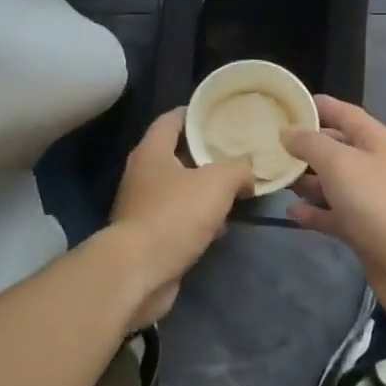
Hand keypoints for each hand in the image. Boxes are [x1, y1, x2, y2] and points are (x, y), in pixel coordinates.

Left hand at [105, 108, 252, 326]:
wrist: (138, 272)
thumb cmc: (175, 215)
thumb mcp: (217, 182)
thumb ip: (238, 170)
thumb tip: (247, 175)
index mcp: (152, 151)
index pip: (172, 119)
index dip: (195, 112)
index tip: (220, 113)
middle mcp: (142, 174)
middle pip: (176, 154)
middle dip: (205, 154)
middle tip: (236, 152)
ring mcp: (142, 206)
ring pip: (179, 189)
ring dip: (204, 190)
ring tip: (235, 190)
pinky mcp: (148, 236)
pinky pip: (178, 218)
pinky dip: (198, 220)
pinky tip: (220, 227)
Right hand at [281, 96, 385, 327]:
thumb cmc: (377, 203)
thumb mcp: (339, 163)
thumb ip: (310, 143)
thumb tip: (288, 131)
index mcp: (376, 140)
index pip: (343, 112)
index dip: (315, 106)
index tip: (283, 106)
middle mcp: (374, 164)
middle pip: (335, 147)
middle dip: (304, 146)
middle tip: (268, 145)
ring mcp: (370, 198)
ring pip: (332, 182)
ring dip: (306, 180)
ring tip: (275, 178)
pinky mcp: (363, 229)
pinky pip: (334, 213)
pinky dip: (314, 211)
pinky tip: (291, 212)